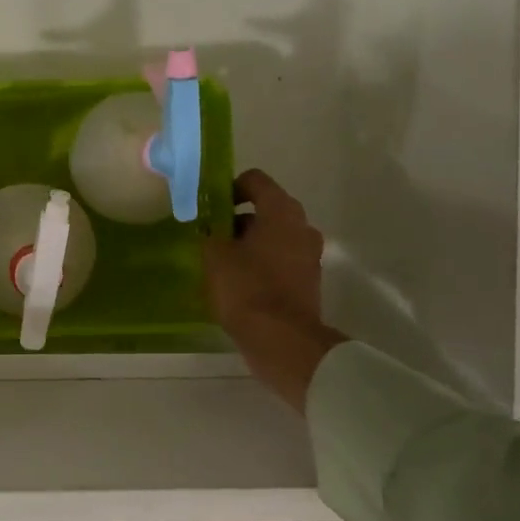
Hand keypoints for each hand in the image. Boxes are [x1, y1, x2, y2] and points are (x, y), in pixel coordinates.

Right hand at [204, 170, 347, 411]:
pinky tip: (240, 282)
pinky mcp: (309, 280)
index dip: (229, 187)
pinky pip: (281, 259)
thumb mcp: (214, 255)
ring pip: (274, 235)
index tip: (211, 207)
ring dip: (250, 242)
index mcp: (281, 211)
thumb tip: (210, 225)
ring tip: (223, 262)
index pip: (255, 180)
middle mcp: (302, 226)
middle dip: (238, 219)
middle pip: (266, 208)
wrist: (282, 340)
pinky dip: (262, 263)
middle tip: (212, 236)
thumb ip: (210, 231)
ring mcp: (310, 254)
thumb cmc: (246, 288)